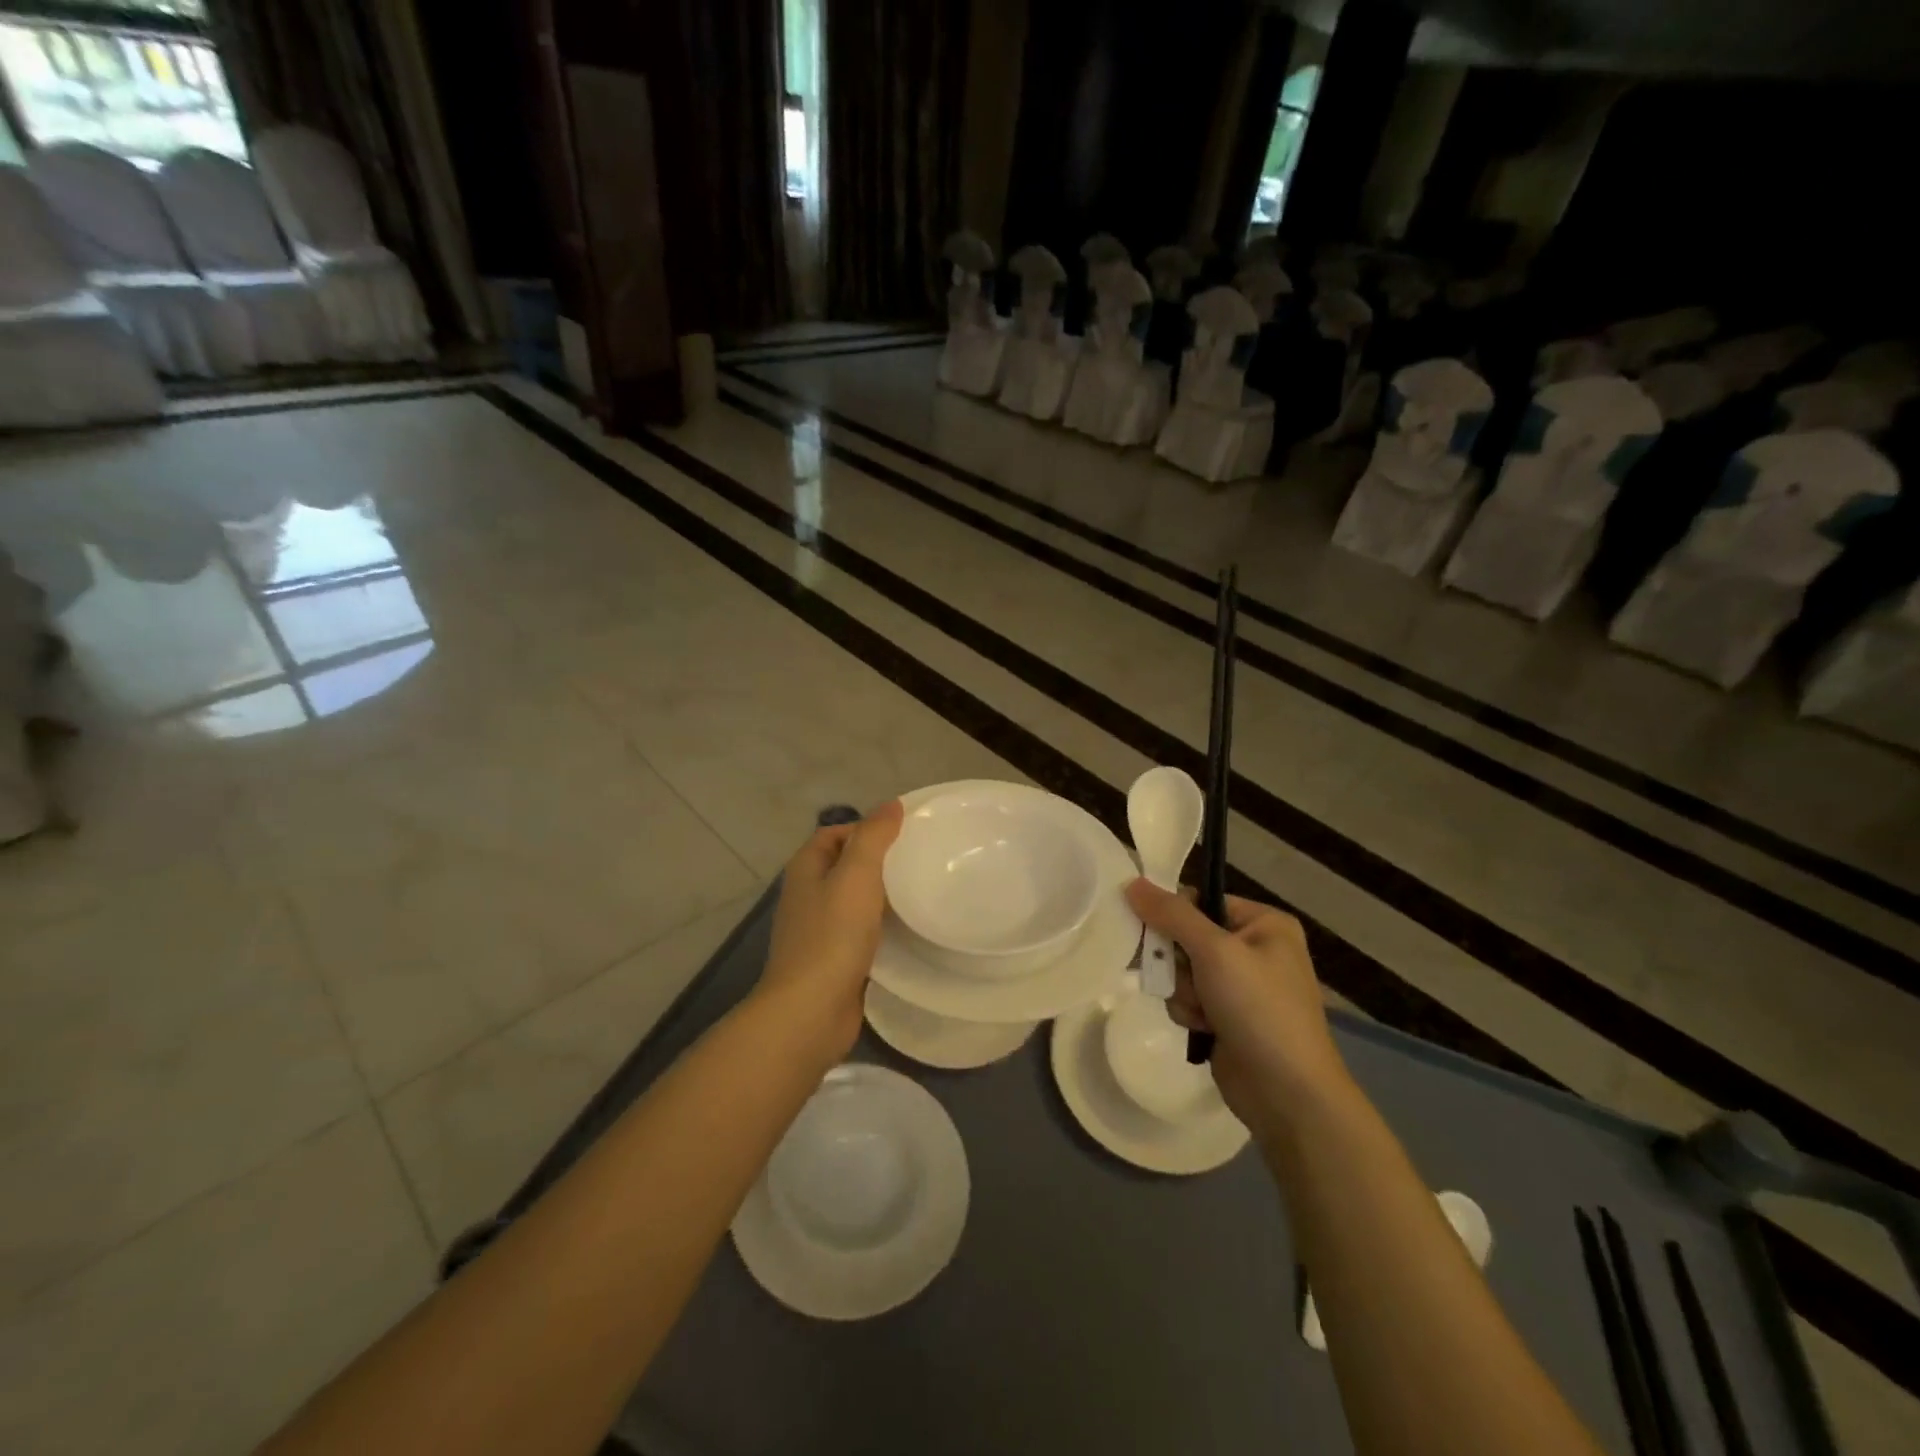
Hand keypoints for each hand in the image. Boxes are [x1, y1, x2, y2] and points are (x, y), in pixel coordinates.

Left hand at [756, 802, 904, 1061]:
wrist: (811, 1011)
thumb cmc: (832, 935)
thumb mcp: (857, 874)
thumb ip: (874, 836)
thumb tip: (891, 805)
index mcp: (806, 868)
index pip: (835, 833)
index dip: (865, 828)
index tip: (904, 835)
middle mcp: (807, 895)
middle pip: (845, 865)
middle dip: (878, 862)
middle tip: (918, 862)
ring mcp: (817, 930)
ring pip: (853, 901)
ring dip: (881, 896)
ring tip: (919, 892)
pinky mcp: (831, 961)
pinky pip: (858, 933)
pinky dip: (879, 928)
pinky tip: (906, 932)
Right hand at [1125, 881, 1348, 1134]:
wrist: (1288, 1094)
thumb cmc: (1259, 1009)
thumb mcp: (1215, 951)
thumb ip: (1172, 915)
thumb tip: (1132, 882)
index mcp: (1264, 923)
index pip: (1201, 901)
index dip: (1173, 916)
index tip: (1153, 932)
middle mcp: (1255, 949)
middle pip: (1187, 937)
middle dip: (1178, 963)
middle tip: (1181, 977)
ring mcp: (1242, 986)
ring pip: (1184, 971)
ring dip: (1183, 991)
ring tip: (1203, 1013)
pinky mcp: (1229, 1017)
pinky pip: (1190, 999)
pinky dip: (1191, 1012)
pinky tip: (1205, 1030)